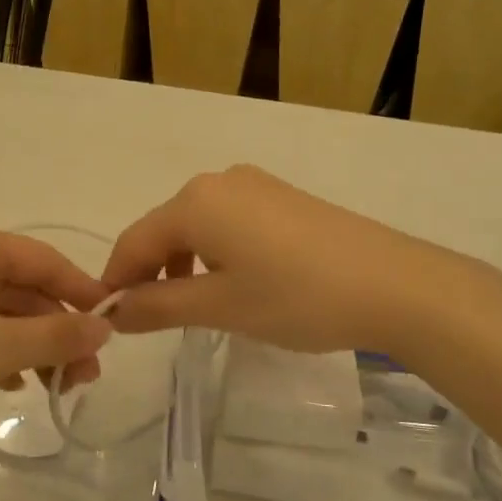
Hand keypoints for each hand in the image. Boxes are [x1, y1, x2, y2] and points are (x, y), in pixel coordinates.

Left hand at [0, 216, 111, 452]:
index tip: (114, 329)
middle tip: (83, 377)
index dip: (83, 294)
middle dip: (55, 329)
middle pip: (19, 284)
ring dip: (28, 342)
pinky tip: (9, 382)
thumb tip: (104, 326)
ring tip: (54, 386)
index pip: (44, 260)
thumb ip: (55, 335)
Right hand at [101, 166, 461, 353]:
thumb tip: (114, 312)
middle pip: (164, 229)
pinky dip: (215, 252)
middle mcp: (219, 181)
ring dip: (183, 264)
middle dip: (150, 272)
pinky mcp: (282, 197)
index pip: (134, 241)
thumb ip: (158, 306)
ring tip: (191, 307)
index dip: (116, 280)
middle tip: (149, 319)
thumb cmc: (297, 296)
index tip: (106, 319)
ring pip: (197, 225)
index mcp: (195, 202)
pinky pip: (228, 221)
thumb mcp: (220, 307)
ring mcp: (255, 185)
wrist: (395, 284)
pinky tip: (233, 281)